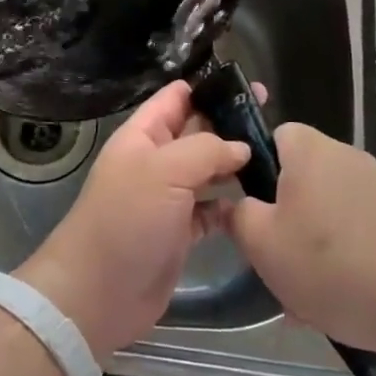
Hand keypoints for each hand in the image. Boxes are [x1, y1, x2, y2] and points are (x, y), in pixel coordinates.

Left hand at [16, 81, 249, 360]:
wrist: (99, 291)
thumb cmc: (127, 219)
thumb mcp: (164, 171)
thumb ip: (206, 150)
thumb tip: (242, 146)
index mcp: (143, 135)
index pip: (177, 98)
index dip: (208, 87)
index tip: (247, 84)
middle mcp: (156, 160)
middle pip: (197, 131)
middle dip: (230, 122)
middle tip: (272, 115)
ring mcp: (169, 197)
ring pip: (208, 170)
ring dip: (236, 163)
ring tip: (276, 154)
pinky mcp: (182, 231)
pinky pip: (213, 209)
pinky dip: (233, 205)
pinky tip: (260, 200)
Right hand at [215, 122, 375, 361]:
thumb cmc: (329, 264)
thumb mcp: (262, 244)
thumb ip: (237, 215)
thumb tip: (235, 203)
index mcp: (310, 150)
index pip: (274, 135)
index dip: (256, 166)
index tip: (252, 205)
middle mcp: (347, 156)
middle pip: (301, 176)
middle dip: (286, 213)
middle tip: (276, 255)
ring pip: (328, 209)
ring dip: (314, 241)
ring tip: (307, 290)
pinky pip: (357, 230)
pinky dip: (346, 256)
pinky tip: (343, 296)